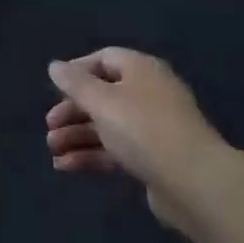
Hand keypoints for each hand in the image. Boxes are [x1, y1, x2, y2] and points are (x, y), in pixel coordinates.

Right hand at [46, 48, 226, 232]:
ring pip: (107, 125)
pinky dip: (92, 155)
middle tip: (49, 126)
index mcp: (141, 70)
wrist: (194, 183)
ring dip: (77, 136)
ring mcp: (153, 128)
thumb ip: (75, 83)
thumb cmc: (143, 129)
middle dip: (73, 111)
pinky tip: (66, 167)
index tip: (54, 88)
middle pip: (103, 95)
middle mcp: (148, 93)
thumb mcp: (102, 101)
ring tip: (53, 151)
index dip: (77, 71)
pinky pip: (116, 150)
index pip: (104, 59)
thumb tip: (55, 66)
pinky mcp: (154, 159)